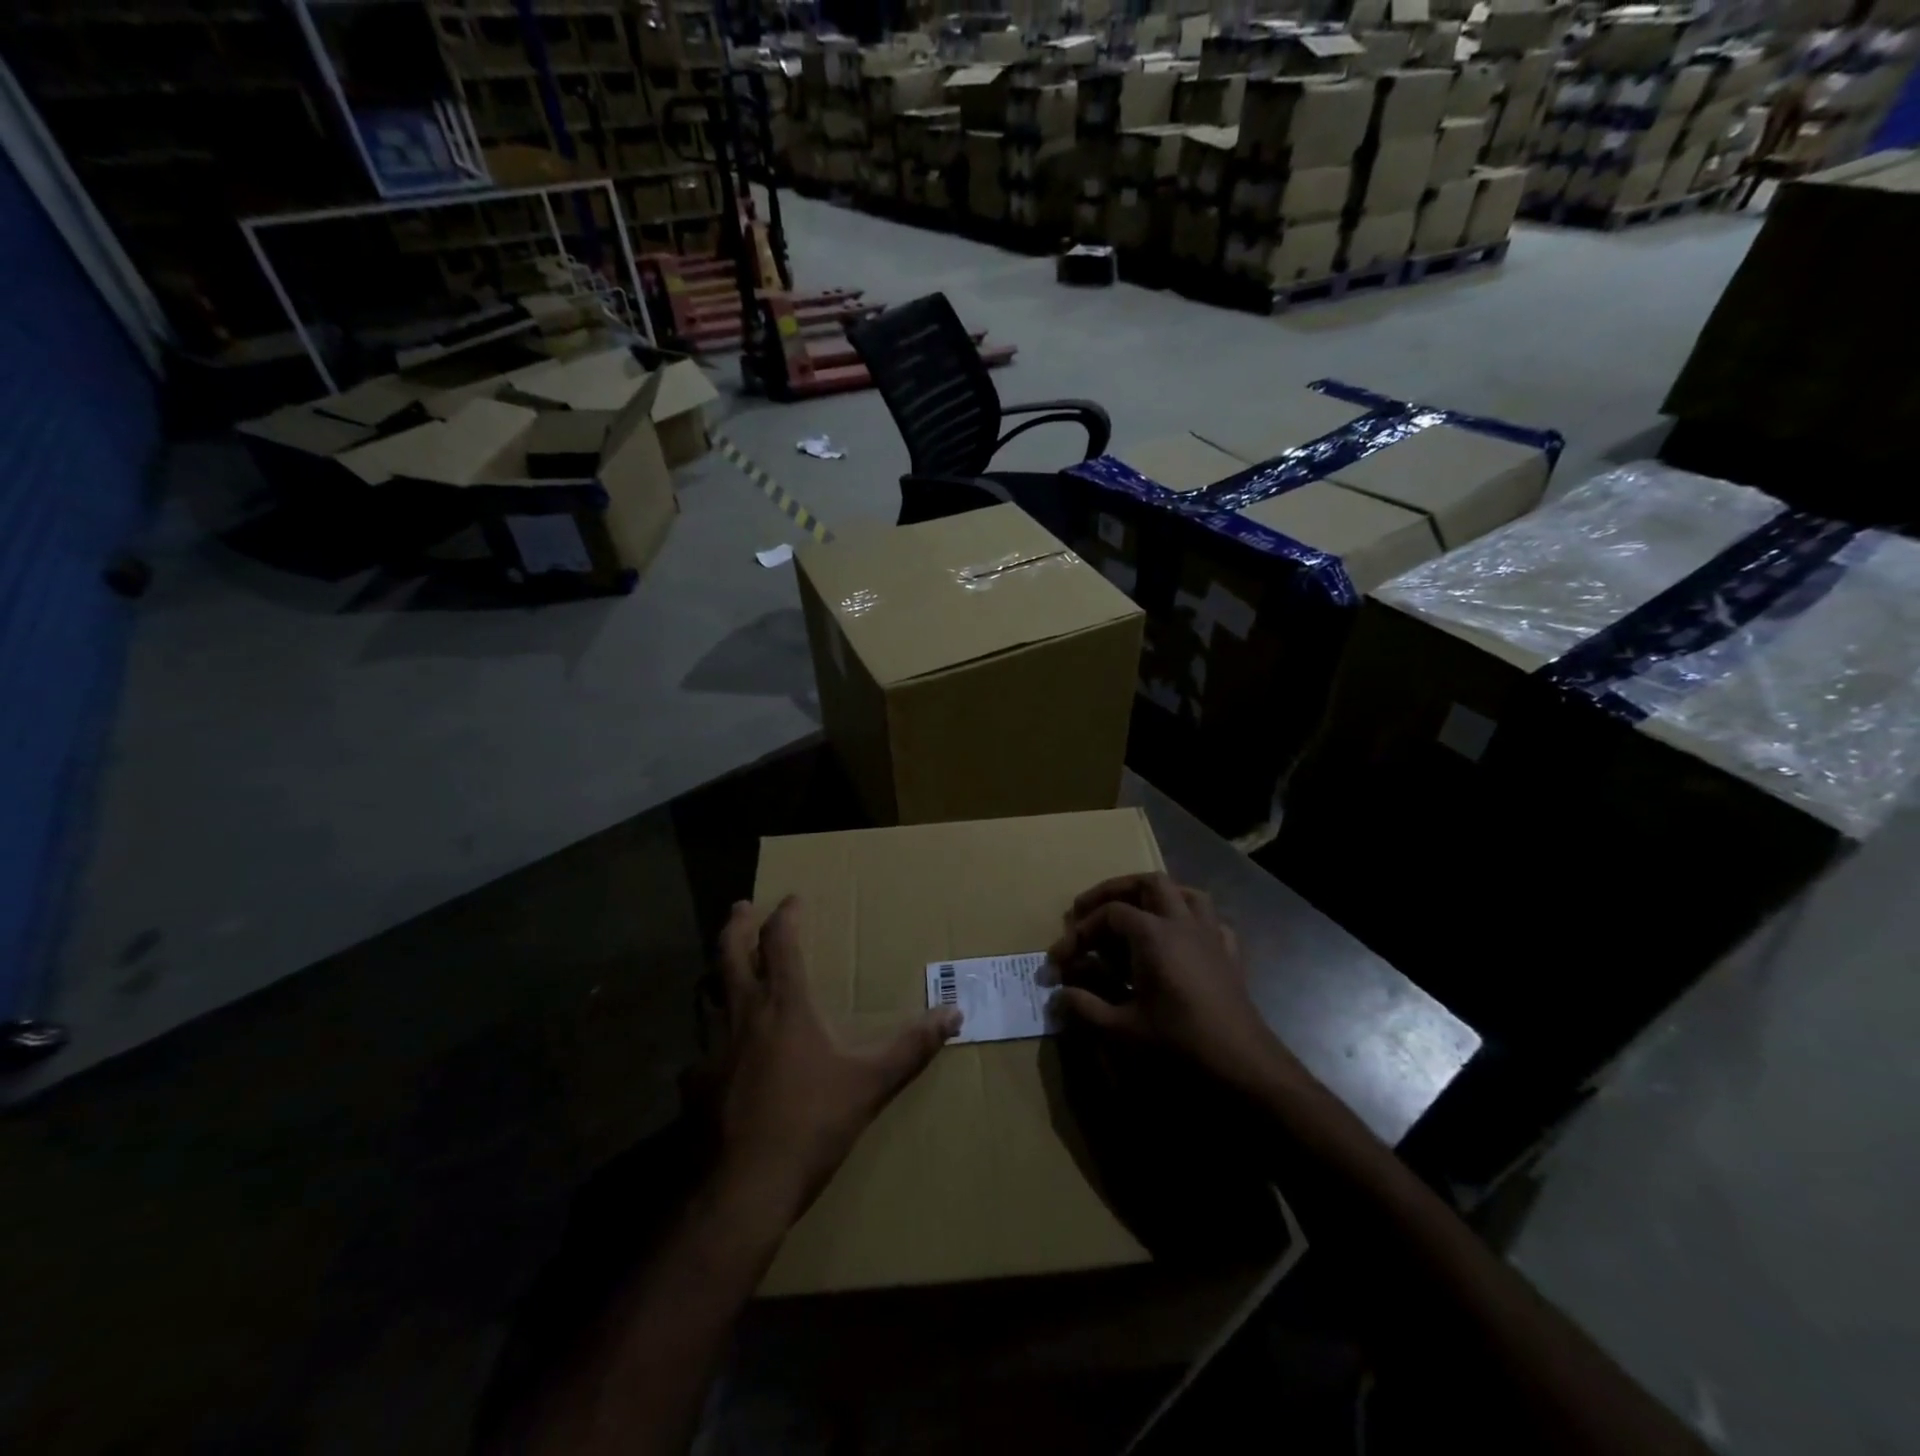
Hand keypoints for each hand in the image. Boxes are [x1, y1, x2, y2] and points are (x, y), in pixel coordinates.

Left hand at [708, 896, 961, 1225]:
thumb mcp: (870, 1083)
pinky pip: (700, 1049)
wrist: (744, 1188)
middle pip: (729, 953)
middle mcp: (743, 1014)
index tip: (793, 899)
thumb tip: (954, 1014)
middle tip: (741, 905)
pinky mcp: (694, 1084)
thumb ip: (911, 1046)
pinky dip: (709, 1041)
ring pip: (706, 995)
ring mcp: (712, 1049)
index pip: (780, 941)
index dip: (786, 915)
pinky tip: (717, 1059)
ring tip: (722, 969)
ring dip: (715, 974)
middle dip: (736, 924)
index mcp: (784, 1005)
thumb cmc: (811, 1123)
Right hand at [1047, 873, 1302, 1098]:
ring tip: (1134, 915)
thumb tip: (1058, 996)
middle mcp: (1182, 923)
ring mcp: (1211, 936)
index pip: (1108, 915)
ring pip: (1185, 893)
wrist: (1245, 1068)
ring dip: (1156, 897)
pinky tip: (1180, 941)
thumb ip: (1085, 1007)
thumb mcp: (1122, 1030)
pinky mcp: (1230, 956)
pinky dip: (1190, 922)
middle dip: (1115, 892)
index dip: (1078, 933)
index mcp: (1153, 934)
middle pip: (1148, 884)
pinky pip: (1211, 922)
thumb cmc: (1180, 1045)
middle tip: (1089, 913)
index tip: (1057, 961)